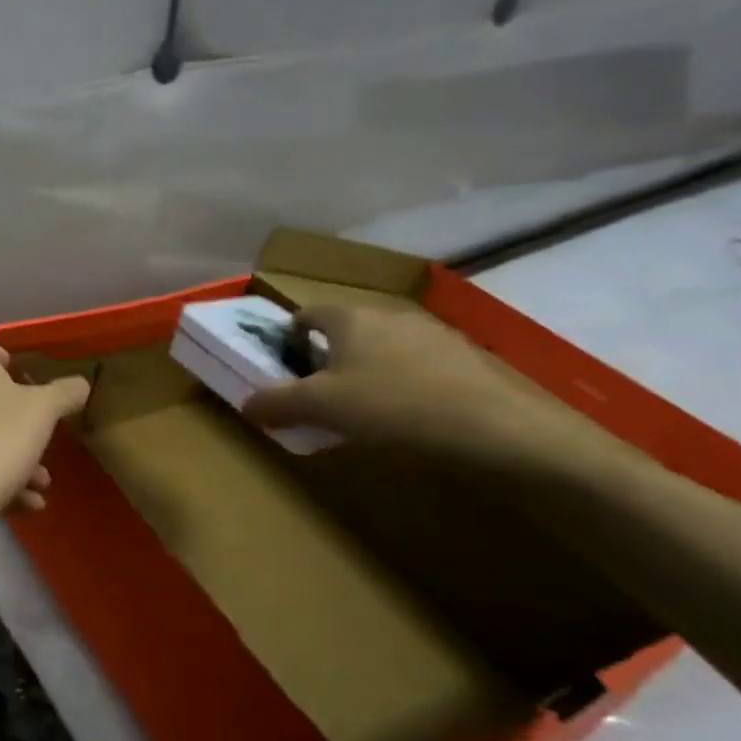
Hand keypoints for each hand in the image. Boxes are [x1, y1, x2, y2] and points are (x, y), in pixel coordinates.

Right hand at [241, 302, 624, 476]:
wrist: (494, 426)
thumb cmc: (392, 407)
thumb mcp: (321, 409)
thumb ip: (276, 403)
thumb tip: (246, 403)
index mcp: (349, 318)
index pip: (307, 314)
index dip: (290, 337)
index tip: (285, 365)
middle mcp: (388, 314)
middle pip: (346, 329)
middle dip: (328, 357)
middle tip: (321, 394)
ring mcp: (432, 332)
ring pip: (383, 346)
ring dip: (367, 369)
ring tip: (366, 408)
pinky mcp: (465, 356)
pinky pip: (418, 363)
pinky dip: (404, 381)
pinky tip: (410, 414)